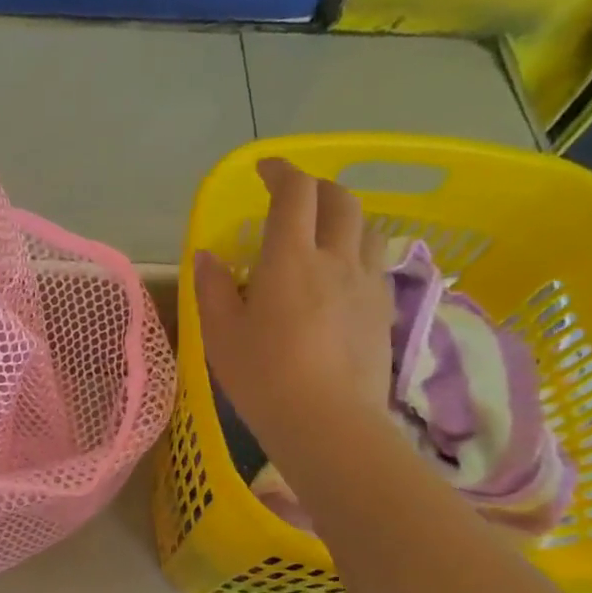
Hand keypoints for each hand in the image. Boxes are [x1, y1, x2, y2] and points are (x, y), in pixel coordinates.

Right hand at [194, 158, 392, 439]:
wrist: (328, 423)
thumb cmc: (263, 376)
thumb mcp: (221, 333)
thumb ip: (212, 288)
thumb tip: (208, 256)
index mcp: (290, 259)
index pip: (294, 194)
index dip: (281, 171)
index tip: (264, 169)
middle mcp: (335, 259)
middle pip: (340, 200)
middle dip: (317, 187)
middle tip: (293, 196)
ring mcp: (366, 285)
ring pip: (367, 228)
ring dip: (345, 217)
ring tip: (323, 233)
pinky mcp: (383, 311)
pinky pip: (376, 264)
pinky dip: (358, 252)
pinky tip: (342, 275)